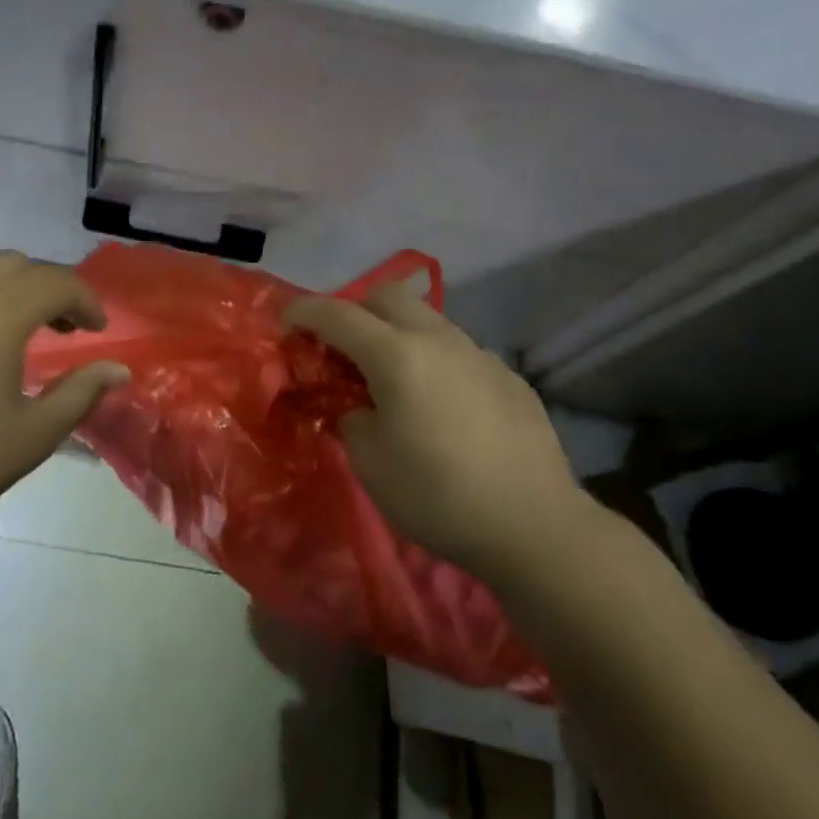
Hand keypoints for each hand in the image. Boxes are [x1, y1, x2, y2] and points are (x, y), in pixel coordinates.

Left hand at [0, 253, 129, 552]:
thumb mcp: (31, 436)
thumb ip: (80, 394)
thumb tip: (118, 370)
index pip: (56, 282)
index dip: (86, 301)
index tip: (98, 331)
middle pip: (13, 264)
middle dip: (46, 288)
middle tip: (60, 329)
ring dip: (4, 293)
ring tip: (11, 338)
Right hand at [285, 284, 596, 584]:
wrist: (532, 523)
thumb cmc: (437, 494)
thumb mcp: (370, 462)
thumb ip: (351, 418)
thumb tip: (356, 404)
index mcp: (397, 355)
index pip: (338, 314)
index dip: (305, 311)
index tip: (286, 322)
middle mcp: (439, 340)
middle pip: (388, 295)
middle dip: (356, 310)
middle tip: (342, 349)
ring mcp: (479, 354)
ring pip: (428, 320)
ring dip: (398, 334)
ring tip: (393, 379)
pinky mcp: (507, 376)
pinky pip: (459, 351)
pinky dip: (434, 361)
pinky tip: (441, 405)